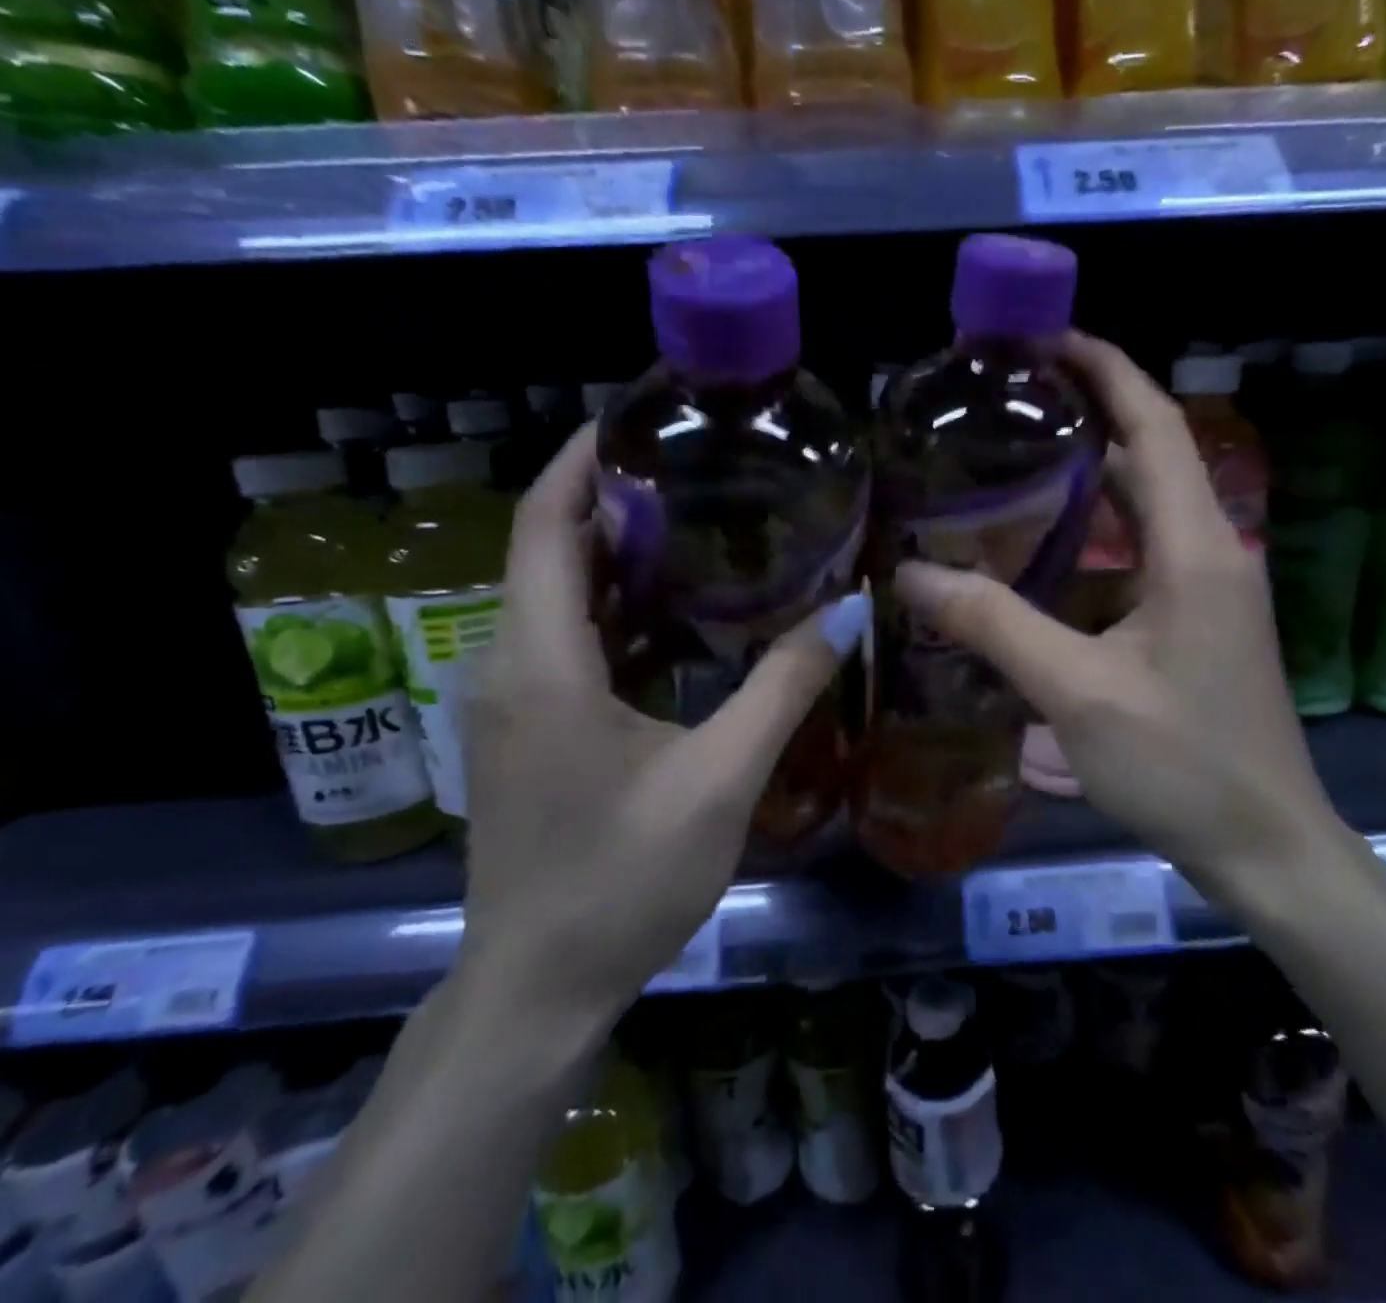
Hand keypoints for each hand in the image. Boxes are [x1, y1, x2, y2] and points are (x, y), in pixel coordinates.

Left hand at [459, 426, 867, 1026]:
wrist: (537, 989)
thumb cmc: (623, 880)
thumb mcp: (720, 778)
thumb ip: (785, 684)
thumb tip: (853, 607)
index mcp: (542, 661)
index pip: (544, 524)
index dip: (581, 460)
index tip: (640, 418)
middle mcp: (509, 664)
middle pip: (550, 548)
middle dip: (615, 497)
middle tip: (702, 467)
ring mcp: (511, 699)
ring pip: (559, 595)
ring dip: (620, 553)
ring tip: (703, 521)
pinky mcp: (527, 729)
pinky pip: (568, 639)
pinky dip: (619, 607)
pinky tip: (684, 612)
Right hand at [896, 334, 1343, 887]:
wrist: (1265, 847)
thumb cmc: (1181, 764)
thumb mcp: (1076, 691)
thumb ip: (993, 626)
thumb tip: (910, 575)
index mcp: (1195, 547)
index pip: (1155, 426)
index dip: (1106, 369)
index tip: (1046, 338)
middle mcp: (1212, 551)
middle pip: (1150, 457)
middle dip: (1088, 417)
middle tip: (1009, 405)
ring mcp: (1211, 590)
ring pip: (1146, 511)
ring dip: (1091, 481)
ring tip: (1015, 466)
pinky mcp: (1201, 623)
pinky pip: (1145, 556)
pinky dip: (1098, 540)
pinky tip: (1046, 557)